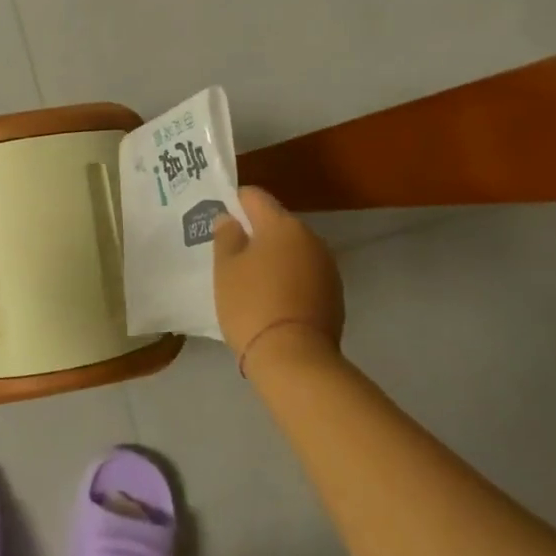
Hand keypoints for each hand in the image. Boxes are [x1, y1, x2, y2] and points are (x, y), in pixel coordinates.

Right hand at [212, 187, 344, 370]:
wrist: (295, 358)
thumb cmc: (251, 304)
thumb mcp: (225, 268)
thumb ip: (226, 236)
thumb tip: (231, 219)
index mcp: (281, 224)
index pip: (255, 196)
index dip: (235, 202)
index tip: (221, 220)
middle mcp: (310, 237)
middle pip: (277, 223)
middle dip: (256, 233)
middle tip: (231, 254)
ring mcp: (327, 266)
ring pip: (293, 250)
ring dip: (274, 257)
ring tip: (251, 280)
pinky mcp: (335, 294)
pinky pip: (305, 274)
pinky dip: (289, 279)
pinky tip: (273, 299)